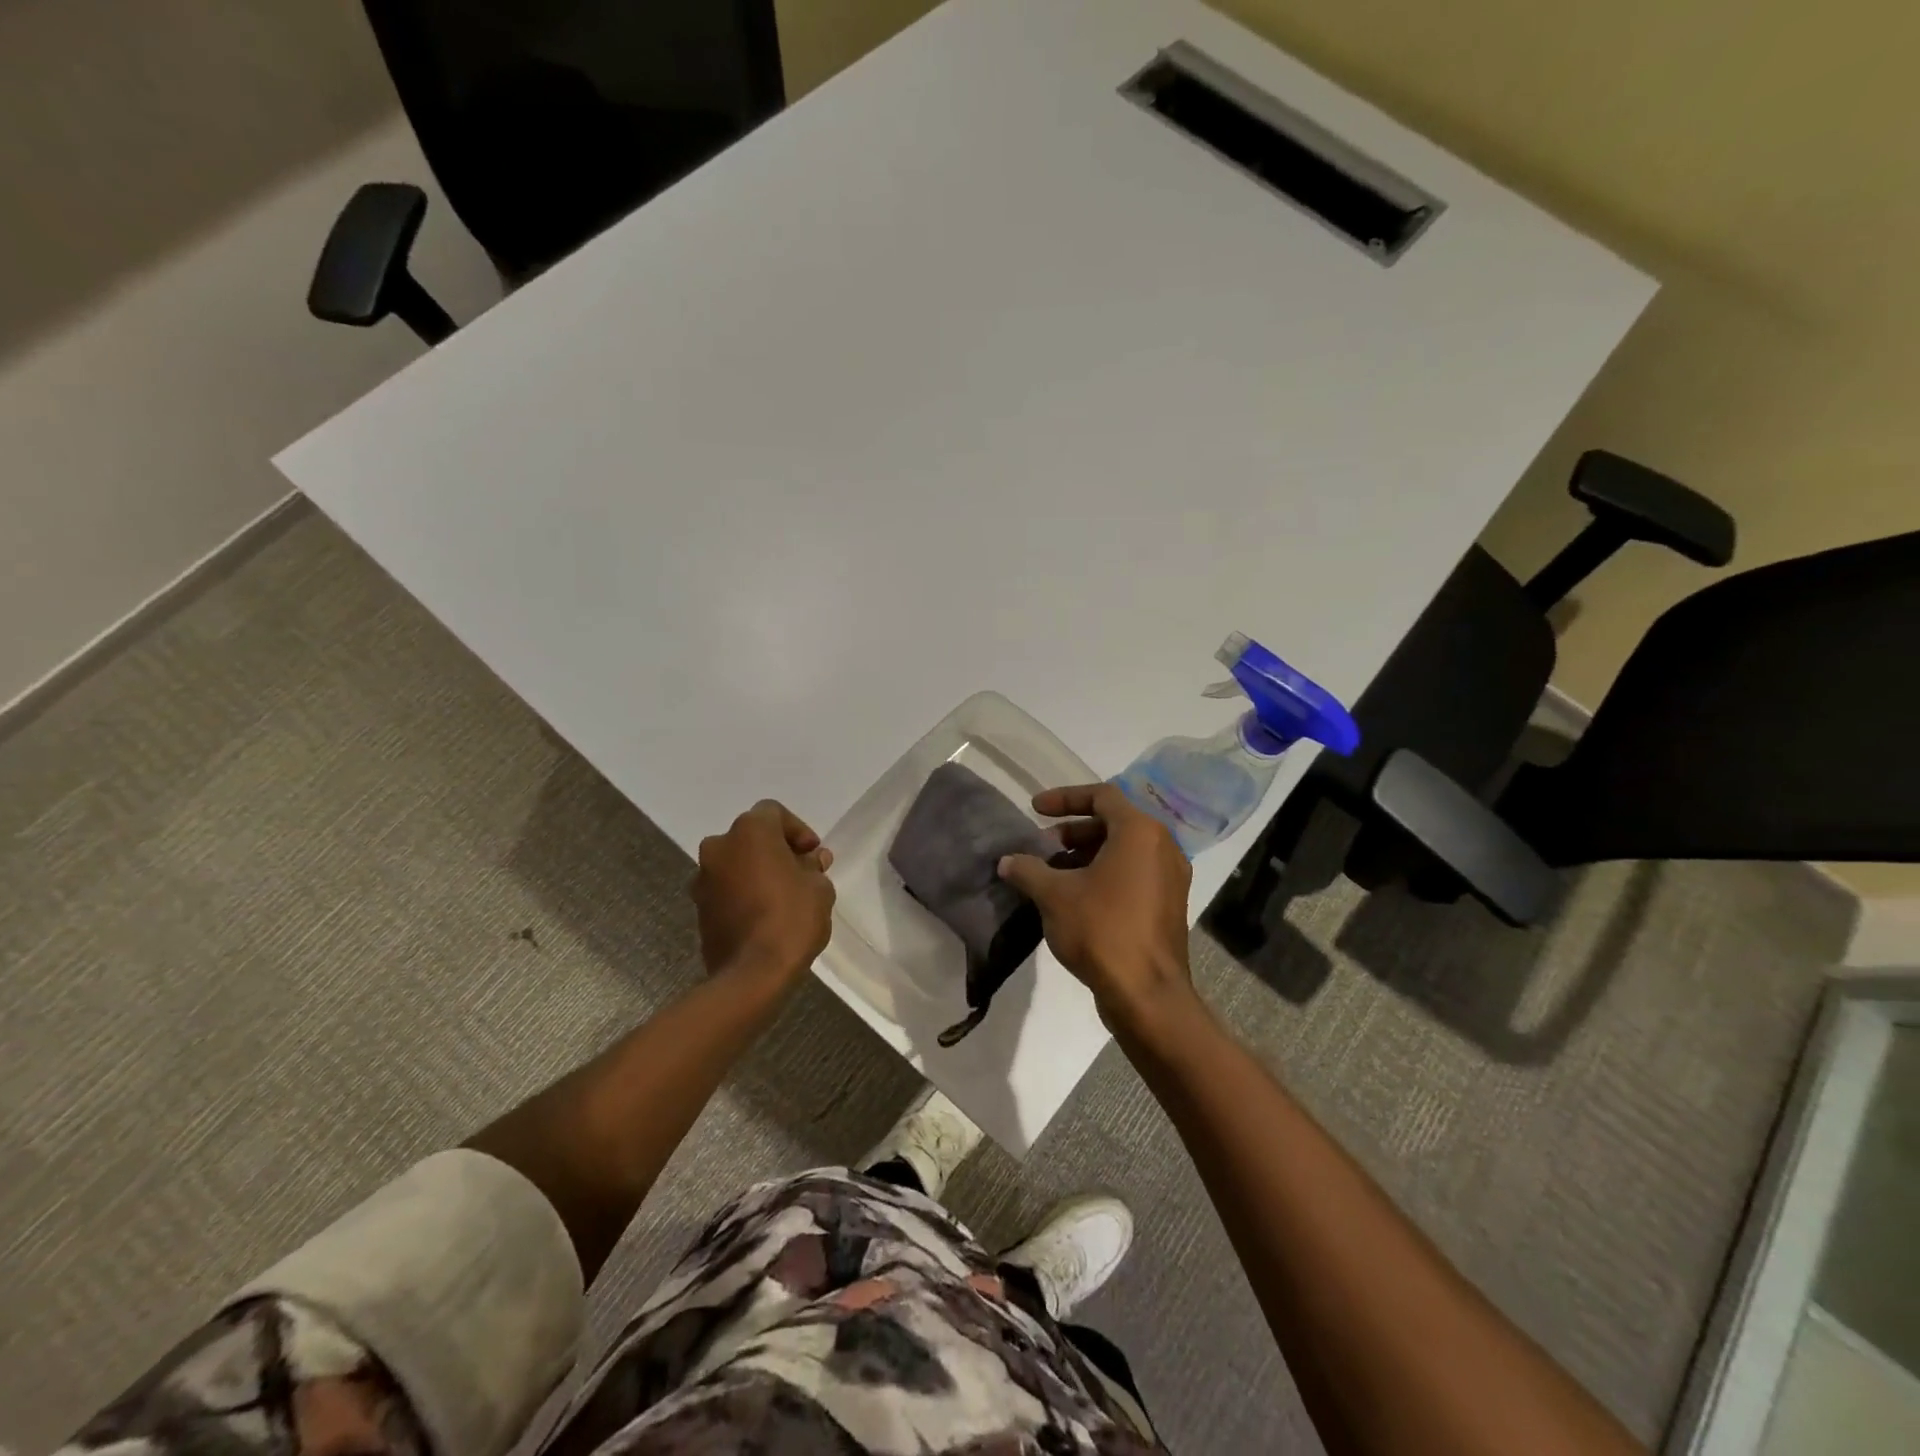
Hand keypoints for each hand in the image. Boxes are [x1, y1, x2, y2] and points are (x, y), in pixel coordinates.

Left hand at [692, 800, 835, 983]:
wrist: (751, 975)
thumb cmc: (791, 919)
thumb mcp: (819, 888)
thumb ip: (813, 867)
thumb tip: (810, 861)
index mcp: (749, 832)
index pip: (774, 813)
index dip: (797, 830)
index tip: (813, 854)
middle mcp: (719, 847)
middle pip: (752, 837)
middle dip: (776, 850)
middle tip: (801, 873)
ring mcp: (703, 878)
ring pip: (736, 863)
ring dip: (757, 871)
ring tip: (783, 896)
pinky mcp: (698, 908)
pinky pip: (726, 889)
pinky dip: (743, 893)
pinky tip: (764, 914)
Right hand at [997, 784, 1196, 1036]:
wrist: (1147, 994)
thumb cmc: (1101, 930)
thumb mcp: (1054, 895)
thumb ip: (1028, 870)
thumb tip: (1007, 861)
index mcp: (1139, 832)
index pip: (1101, 795)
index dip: (1064, 798)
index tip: (1034, 810)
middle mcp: (1162, 847)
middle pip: (1114, 822)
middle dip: (1074, 830)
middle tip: (1043, 848)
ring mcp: (1171, 878)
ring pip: (1124, 850)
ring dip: (1087, 854)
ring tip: (1054, 874)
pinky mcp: (1169, 905)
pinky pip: (1134, 874)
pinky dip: (1105, 874)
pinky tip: (1076, 898)